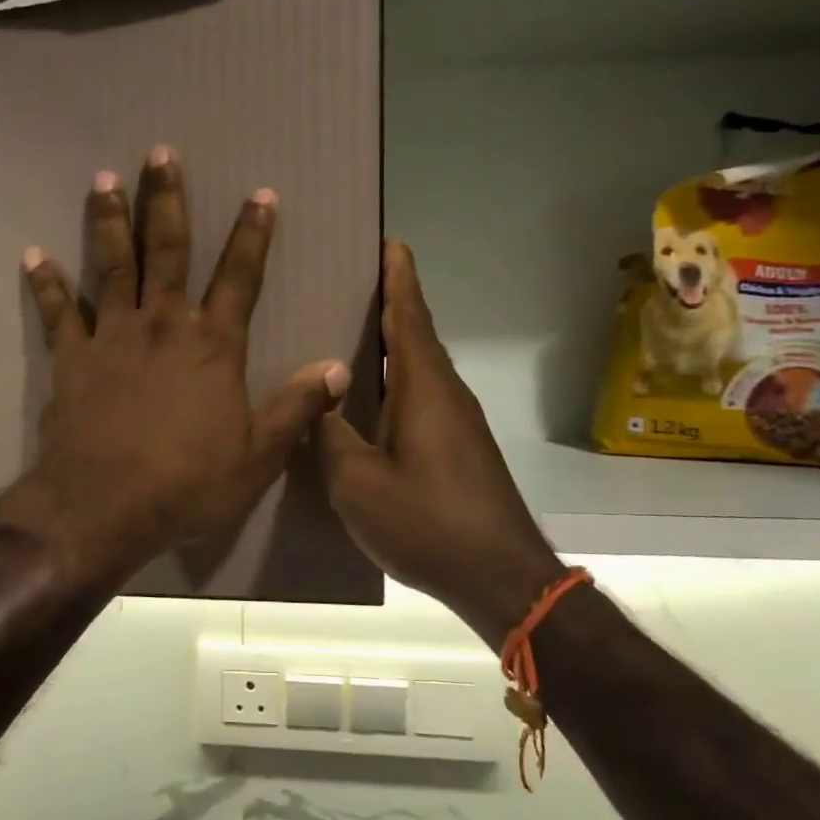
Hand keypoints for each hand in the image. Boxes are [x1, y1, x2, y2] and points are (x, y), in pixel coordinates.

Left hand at [0, 147, 349, 587]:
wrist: (105, 508)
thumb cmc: (187, 484)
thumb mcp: (258, 456)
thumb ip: (297, 408)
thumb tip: (336, 369)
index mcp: (212, 346)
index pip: (241, 277)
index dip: (253, 234)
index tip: (260, 193)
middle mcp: (163, 326)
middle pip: (167, 251)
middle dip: (166, 199)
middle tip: (159, 154)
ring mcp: (112, 337)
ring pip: (112, 265)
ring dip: (109, 220)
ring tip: (103, 179)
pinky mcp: (72, 359)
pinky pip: (57, 313)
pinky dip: (46, 284)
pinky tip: (33, 255)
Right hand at [318, 242, 561, 630]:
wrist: (500, 576)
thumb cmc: (427, 522)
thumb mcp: (357, 483)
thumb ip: (330, 436)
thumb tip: (319, 401)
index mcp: (424, 389)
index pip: (410, 317)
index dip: (399, 278)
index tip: (390, 242)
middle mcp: (446, 394)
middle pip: (417, 335)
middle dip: (392, 303)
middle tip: (354, 282)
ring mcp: (458, 423)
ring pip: (420, 368)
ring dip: (394, 344)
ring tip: (353, 333)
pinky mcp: (460, 448)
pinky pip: (423, 397)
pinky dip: (398, 381)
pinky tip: (370, 400)